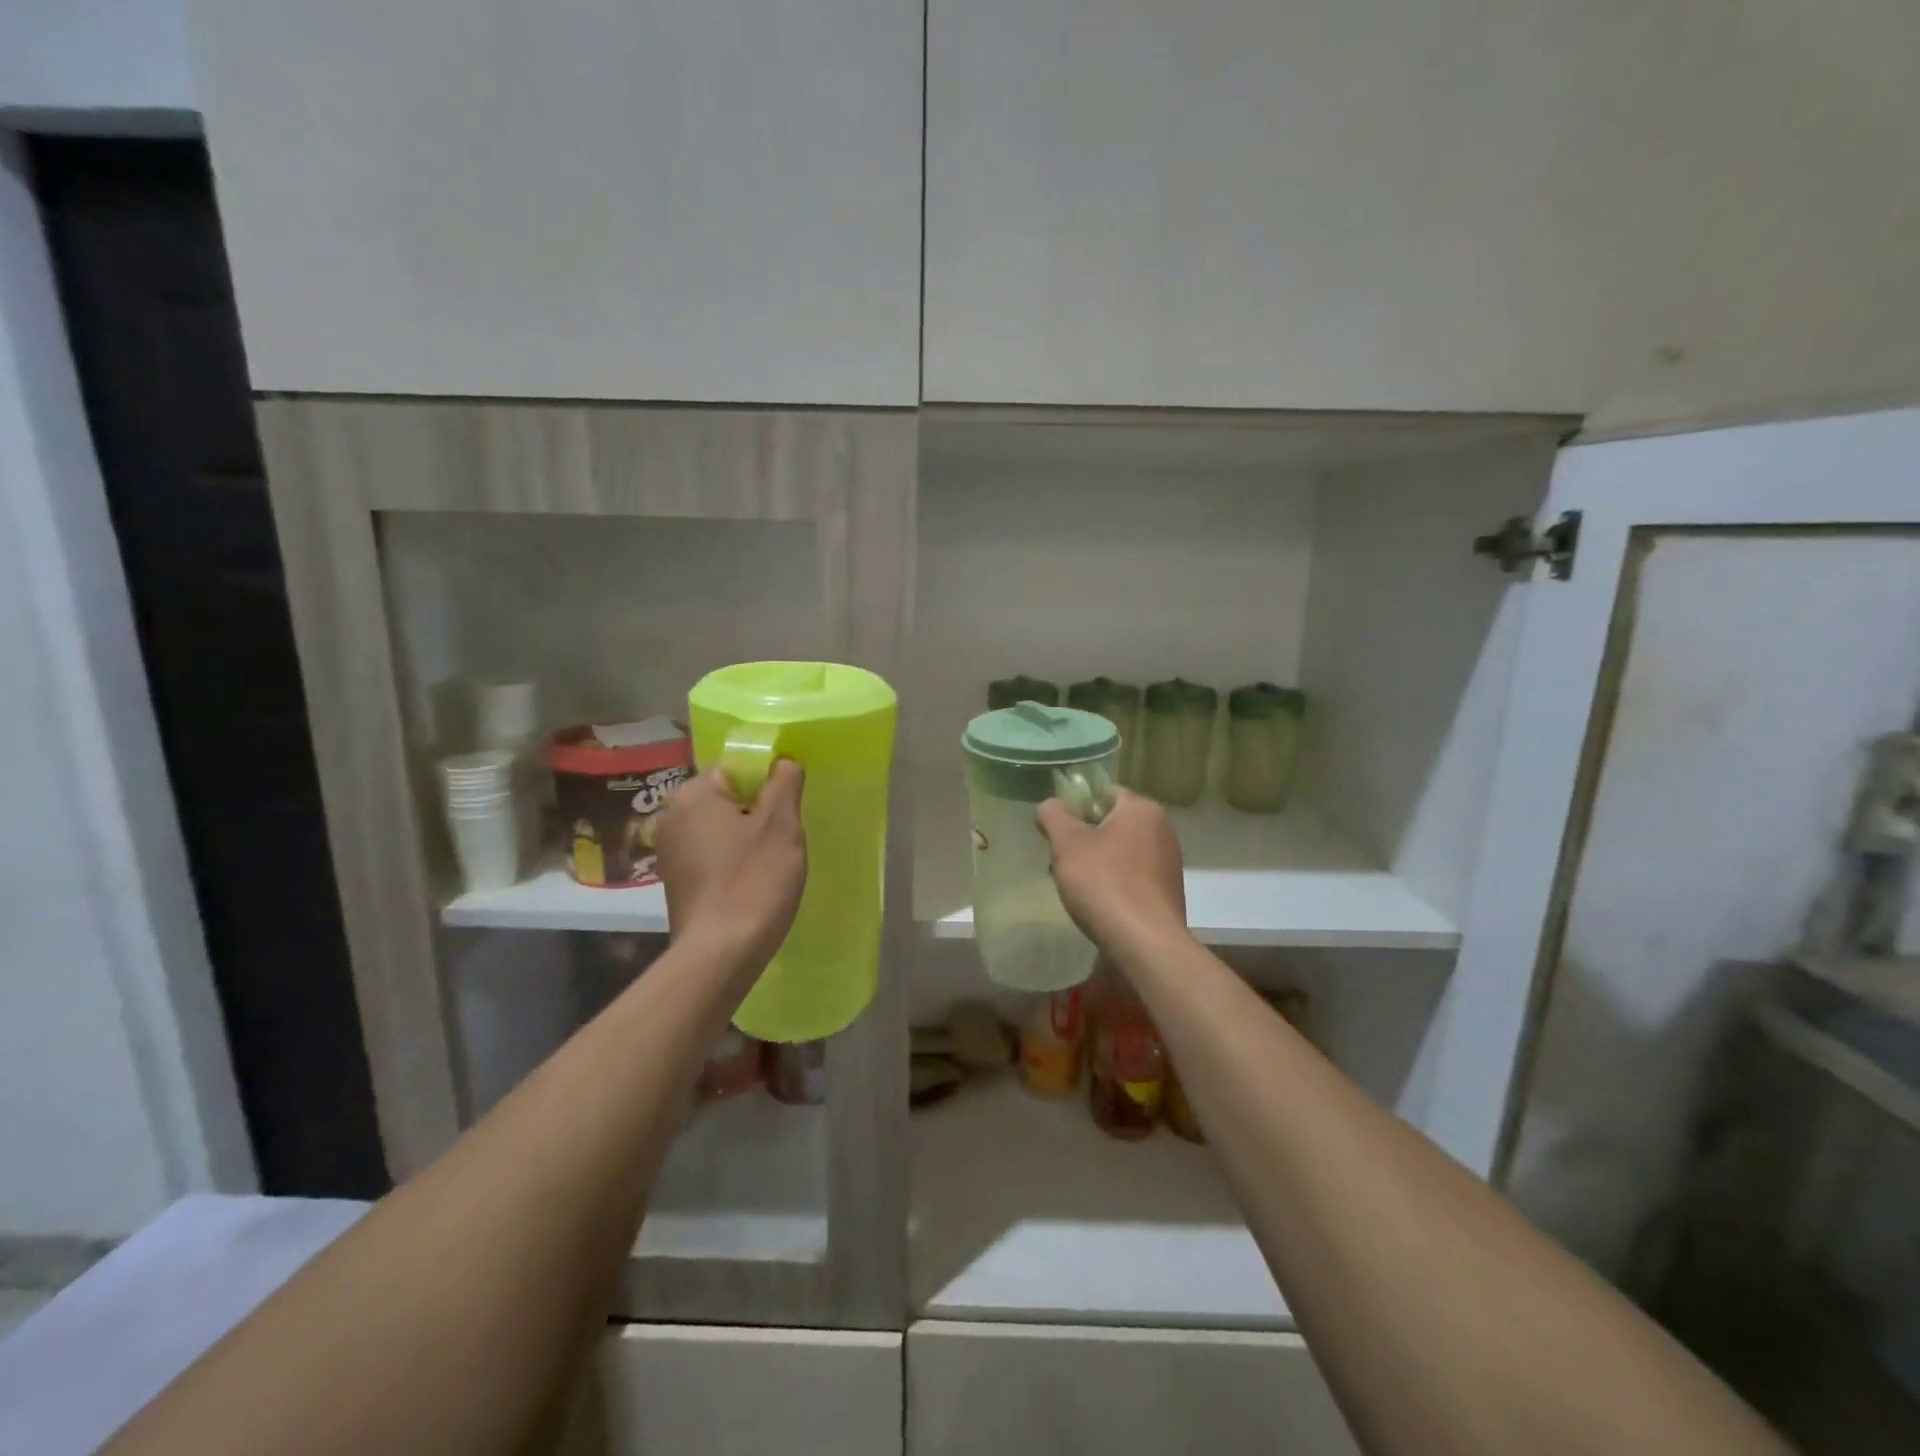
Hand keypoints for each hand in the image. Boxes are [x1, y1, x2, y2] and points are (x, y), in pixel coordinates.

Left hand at [656, 761, 806, 968]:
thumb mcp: (781, 825)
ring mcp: (669, 850)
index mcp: (693, 794)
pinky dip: (731, 860)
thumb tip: (782, 761)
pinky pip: (710, 853)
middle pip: (727, 798)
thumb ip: (784, 783)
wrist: (720, 953)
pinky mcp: (674, 880)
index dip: (767, 784)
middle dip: (757, 812)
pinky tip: (750, 881)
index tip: (788, 810)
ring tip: (769, 863)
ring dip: (746, 837)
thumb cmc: (754, 880)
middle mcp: (672, 816)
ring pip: (720, 827)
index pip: (736, 768)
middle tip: (783, 838)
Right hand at [1036, 789, 1186, 952]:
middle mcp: (1162, 829)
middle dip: (1082, 838)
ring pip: (1119, 850)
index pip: (1102, 792)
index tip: (1056, 831)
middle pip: (1110, 822)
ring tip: (1074, 886)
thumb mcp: (1067, 843)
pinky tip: (1097, 903)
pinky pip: (1132, 875)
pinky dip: (1112, 882)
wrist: (1145, 944)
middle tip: (1059, 860)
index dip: (1074, 807)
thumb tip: (1050, 805)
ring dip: (1094, 862)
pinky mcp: (1167, 890)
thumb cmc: (1104, 883)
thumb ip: (1053, 815)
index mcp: (1142, 809)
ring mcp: (1168, 861)